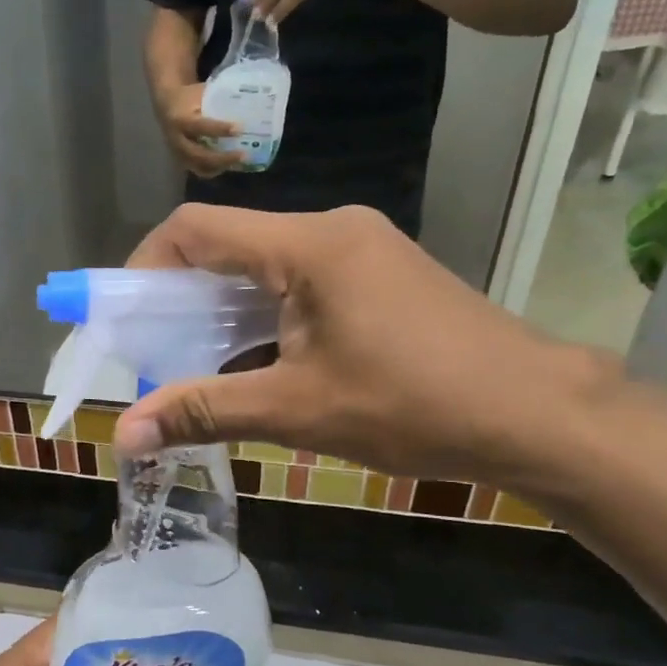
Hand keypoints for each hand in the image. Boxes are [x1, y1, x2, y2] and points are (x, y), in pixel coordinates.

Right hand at [111, 204, 614, 488]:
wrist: (540, 415)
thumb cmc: (417, 406)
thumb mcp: (298, 410)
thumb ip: (205, 411)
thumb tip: (125, 436)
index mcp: (309, 245)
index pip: (197, 229)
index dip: (146, 267)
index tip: (125, 318)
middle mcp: (331, 229)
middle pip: (228, 246)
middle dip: (180, 297)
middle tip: (155, 352)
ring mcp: (360, 249)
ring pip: (262, 267)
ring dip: (221, 310)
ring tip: (197, 364)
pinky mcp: (378, 274)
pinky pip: (298, 281)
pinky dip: (261, 315)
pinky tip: (257, 361)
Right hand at [154, 81, 240, 177]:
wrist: (166, 106)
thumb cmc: (188, 97)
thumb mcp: (200, 93)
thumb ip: (219, 100)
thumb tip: (249, 102)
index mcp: (181, 119)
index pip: (200, 127)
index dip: (219, 129)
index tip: (240, 129)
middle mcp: (177, 140)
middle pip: (199, 155)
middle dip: (222, 158)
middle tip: (244, 155)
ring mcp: (178, 153)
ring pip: (199, 166)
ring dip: (221, 166)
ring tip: (240, 162)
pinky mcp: (181, 161)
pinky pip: (199, 170)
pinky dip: (215, 170)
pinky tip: (229, 165)